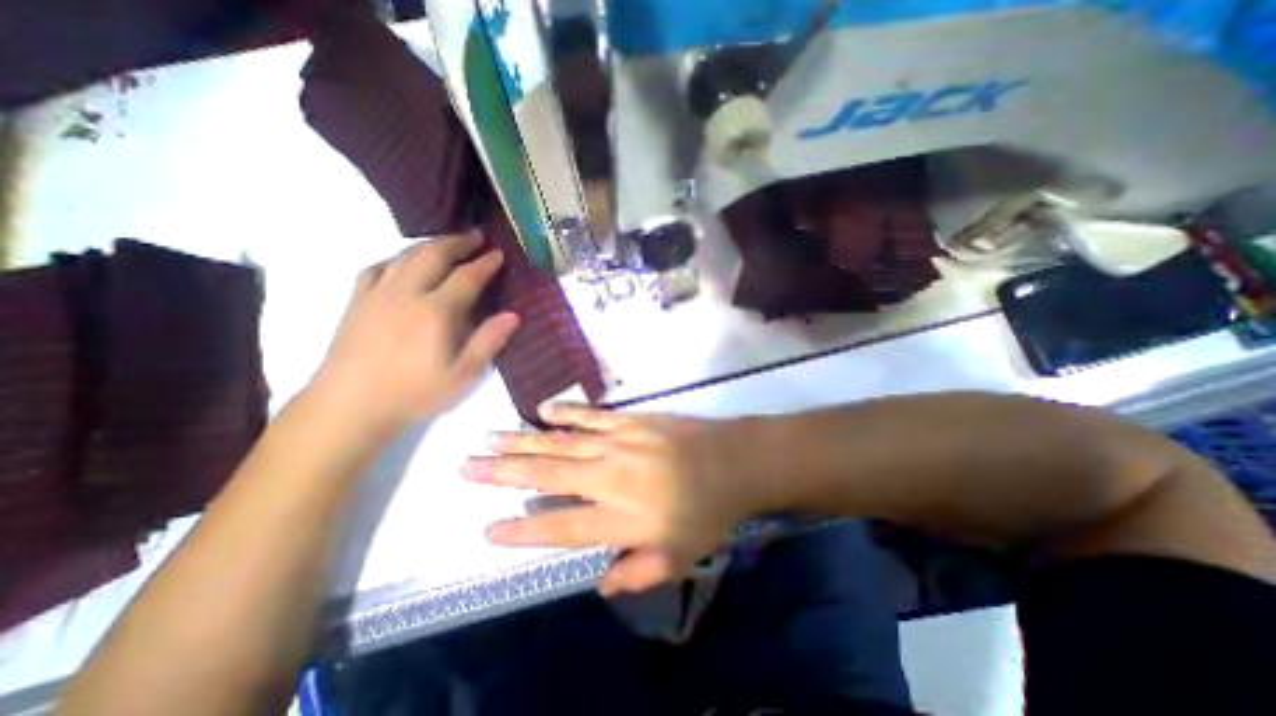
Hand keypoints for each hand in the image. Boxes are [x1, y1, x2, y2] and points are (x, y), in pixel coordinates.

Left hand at [307, 233, 517, 434]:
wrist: (350, 406)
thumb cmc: (414, 393)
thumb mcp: (462, 374)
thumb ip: (488, 341)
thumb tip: (513, 315)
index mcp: (436, 311)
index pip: (466, 277)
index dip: (485, 263)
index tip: (498, 254)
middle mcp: (406, 293)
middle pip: (433, 255)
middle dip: (458, 242)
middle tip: (476, 235)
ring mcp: (377, 294)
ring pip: (405, 256)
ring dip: (430, 245)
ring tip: (446, 243)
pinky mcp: (356, 302)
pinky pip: (377, 268)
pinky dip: (396, 258)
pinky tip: (402, 263)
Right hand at [467, 405, 765, 595]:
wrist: (735, 460)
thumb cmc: (709, 511)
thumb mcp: (681, 557)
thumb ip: (639, 573)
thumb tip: (601, 585)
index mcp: (624, 517)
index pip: (562, 528)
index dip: (524, 532)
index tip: (487, 530)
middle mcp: (613, 476)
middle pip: (549, 476)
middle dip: (504, 473)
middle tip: (468, 467)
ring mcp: (621, 441)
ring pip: (561, 442)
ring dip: (523, 440)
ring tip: (490, 437)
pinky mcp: (632, 420)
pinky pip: (590, 416)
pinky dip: (564, 413)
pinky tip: (541, 409)